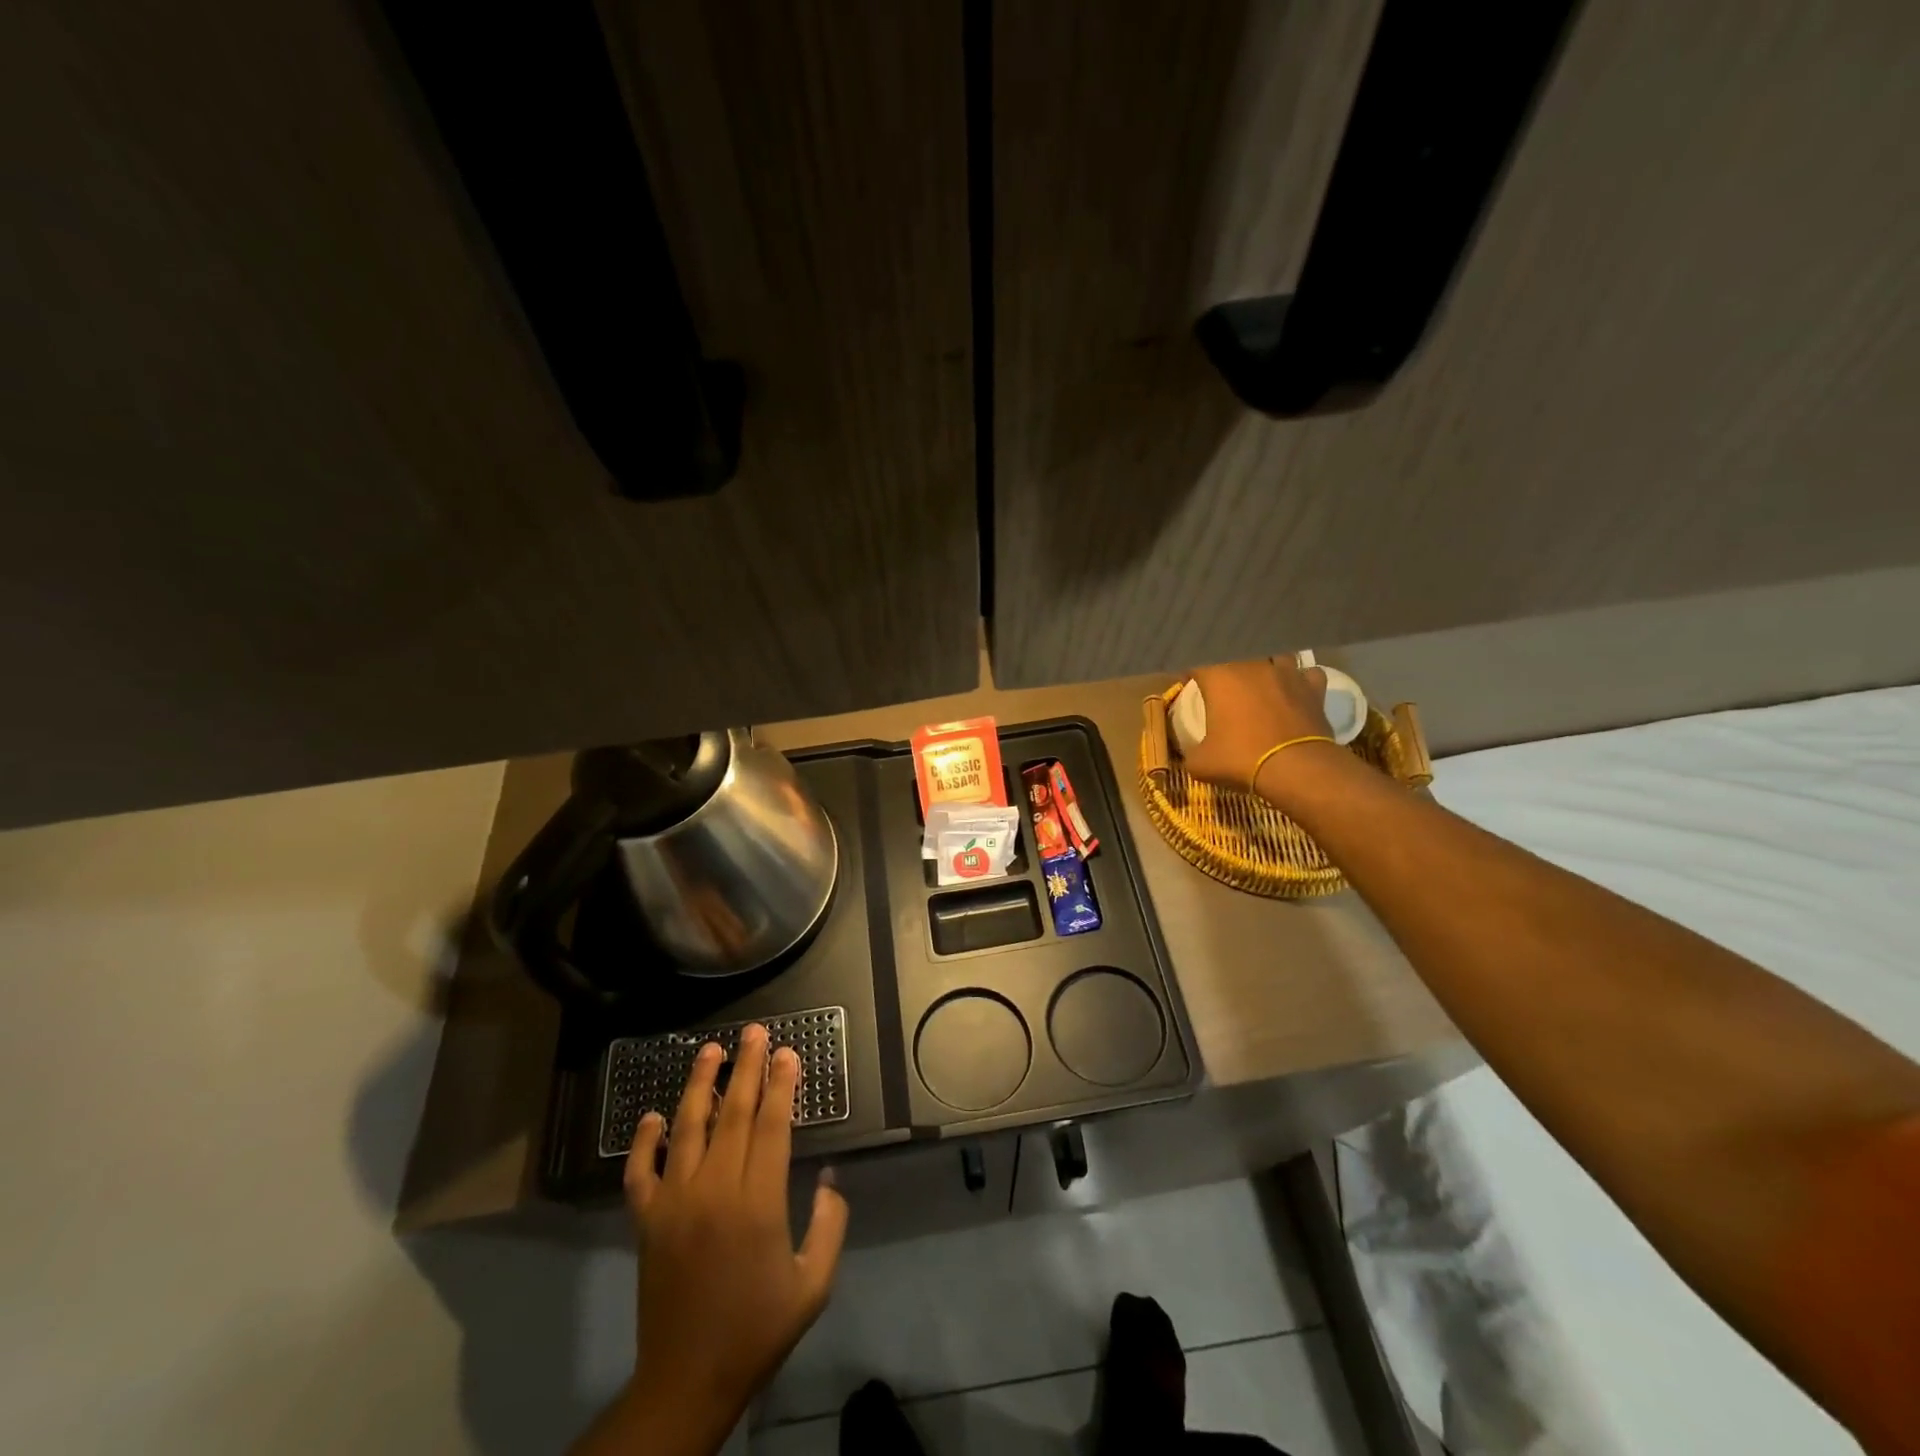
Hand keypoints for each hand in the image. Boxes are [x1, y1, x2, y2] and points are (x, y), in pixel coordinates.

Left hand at [619, 1026, 848, 1448]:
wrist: (688, 1380)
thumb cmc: (758, 1329)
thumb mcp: (814, 1284)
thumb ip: (830, 1224)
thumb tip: (830, 1176)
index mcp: (759, 1202)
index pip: (772, 1125)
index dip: (782, 1085)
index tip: (788, 1052)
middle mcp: (715, 1190)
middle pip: (733, 1113)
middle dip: (747, 1067)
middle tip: (754, 1032)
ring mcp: (675, 1202)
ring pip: (688, 1128)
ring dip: (700, 1084)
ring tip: (710, 1050)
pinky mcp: (646, 1221)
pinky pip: (641, 1171)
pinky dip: (645, 1141)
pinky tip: (654, 1115)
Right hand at [1179, 657, 1333, 795]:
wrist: (1296, 768)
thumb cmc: (1241, 758)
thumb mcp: (1201, 763)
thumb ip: (1191, 753)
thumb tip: (1191, 756)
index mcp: (1220, 676)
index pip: (1197, 661)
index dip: (1191, 672)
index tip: (1189, 683)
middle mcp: (1253, 665)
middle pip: (1236, 653)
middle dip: (1227, 666)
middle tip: (1223, 685)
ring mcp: (1287, 673)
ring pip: (1275, 655)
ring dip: (1266, 666)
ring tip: (1261, 682)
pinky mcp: (1313, 688)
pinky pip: (1307, 674)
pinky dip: (1301, 681)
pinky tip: (1296, 692)